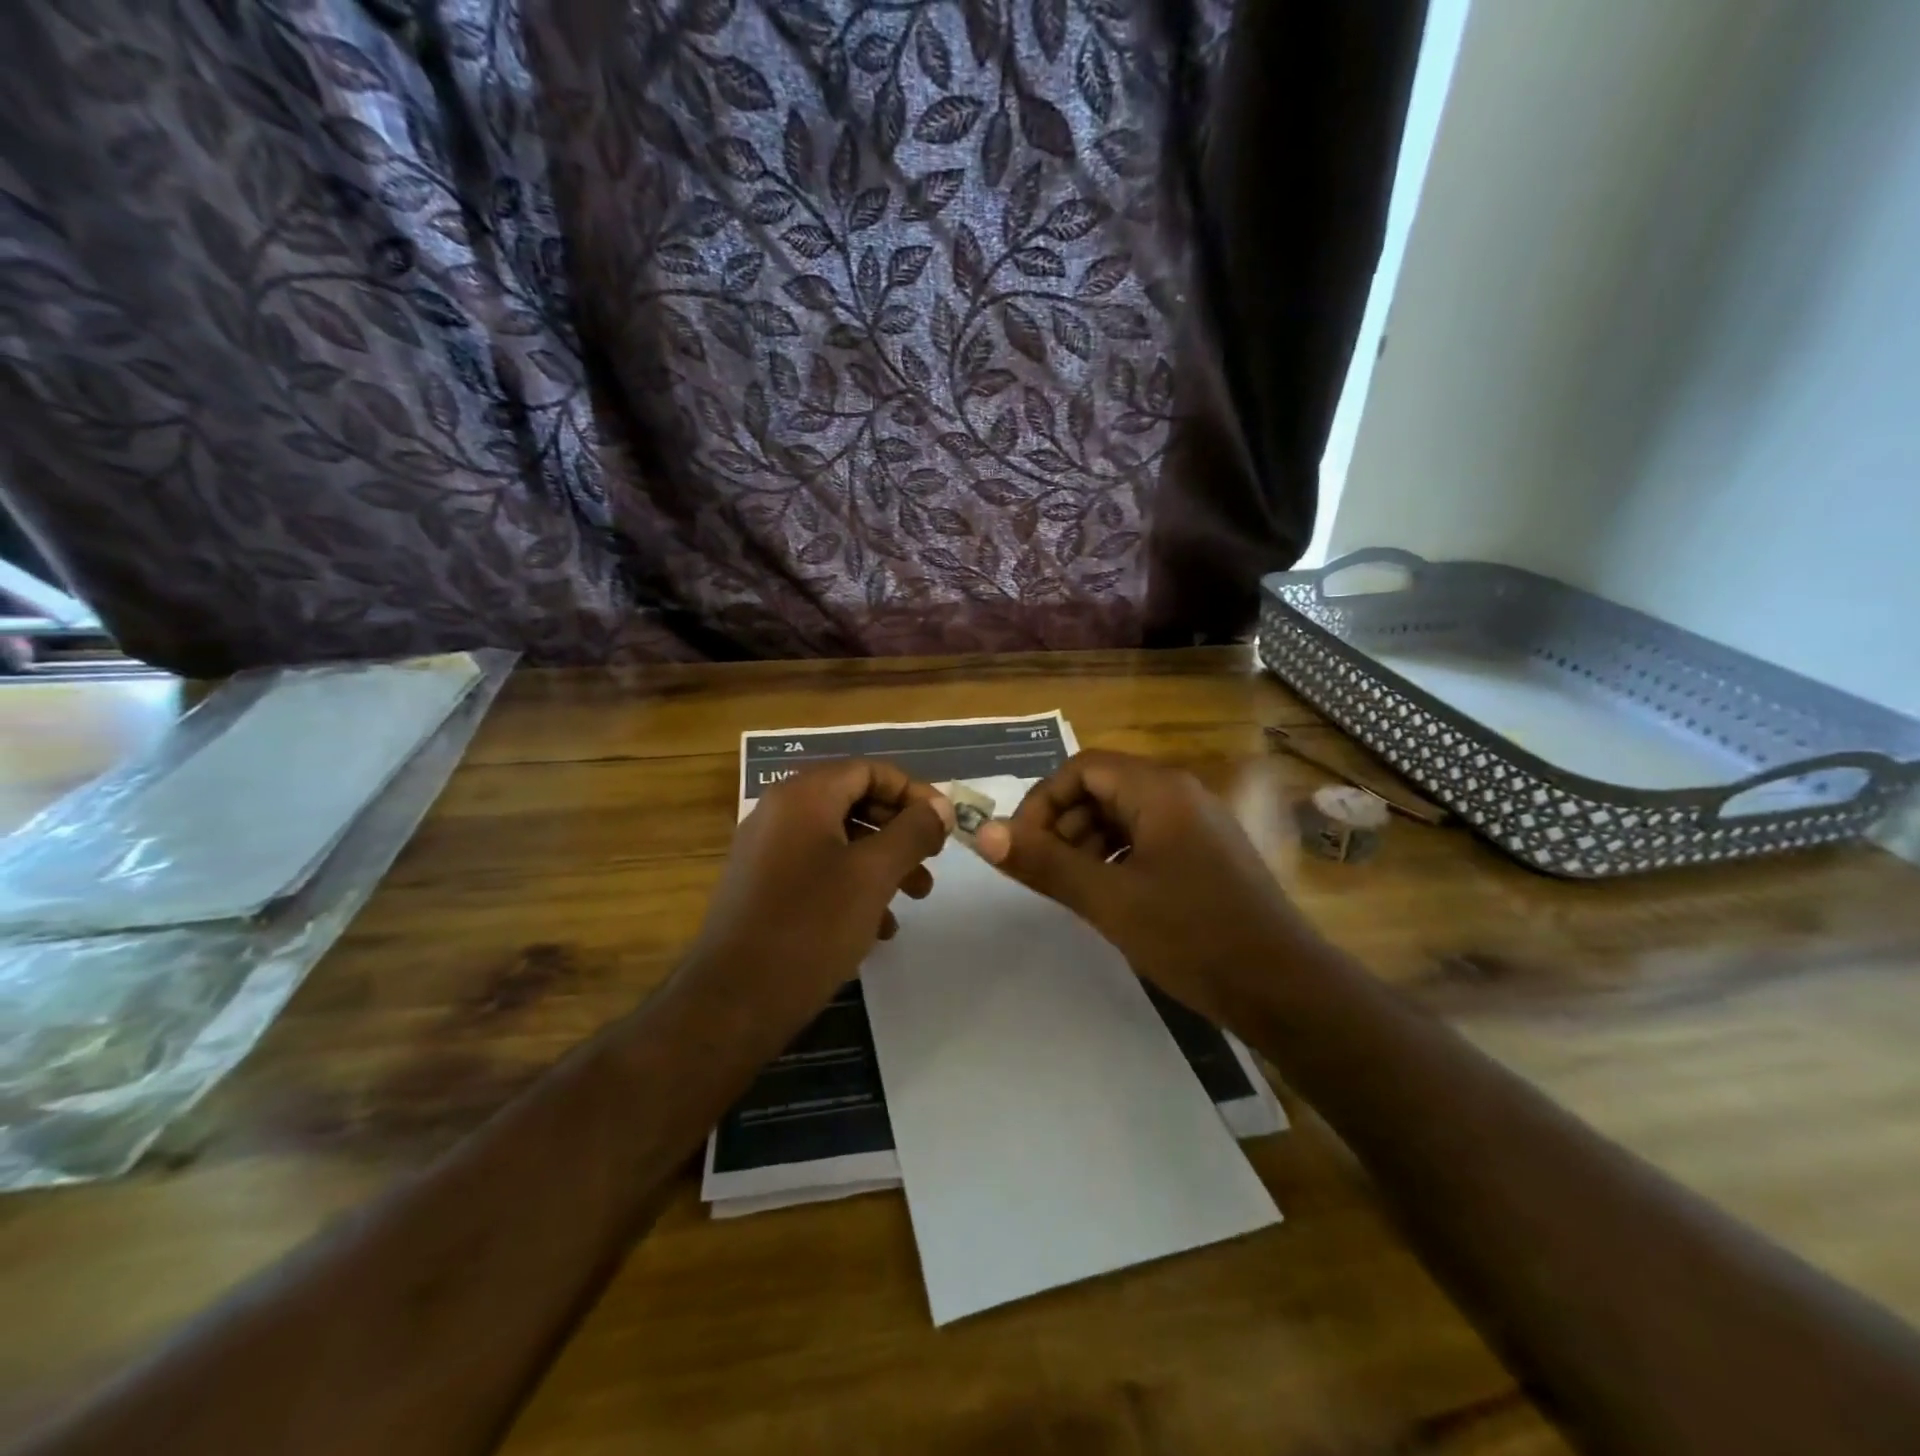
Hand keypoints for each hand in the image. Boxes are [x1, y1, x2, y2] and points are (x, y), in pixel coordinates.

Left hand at [682, 760, 953, 1025]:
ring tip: (916, 897)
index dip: (913, 791)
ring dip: (883, 862)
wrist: (732, 1002)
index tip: (943, 824)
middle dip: (901, 830)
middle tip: (933, 861)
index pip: (869, 769)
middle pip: (855, 801)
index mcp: (803, 796)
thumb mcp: (874, 874)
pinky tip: (878, 926)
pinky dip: (854, 886)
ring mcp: (767, 852)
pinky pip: (819, 870)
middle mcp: (780, 813)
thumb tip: (940, 806)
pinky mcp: (763, 888)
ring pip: (840, 840)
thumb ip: (913, 832)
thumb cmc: (811, 926)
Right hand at [974, 750, 1316, 1022]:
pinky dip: (1116, 858)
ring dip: (1087, 844)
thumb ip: (1045, 863)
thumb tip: (982, 834)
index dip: (1042, 801)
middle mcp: (1180, 794)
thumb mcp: (1109, 900)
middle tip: (1044, 872)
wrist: (1284, 988)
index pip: (1081, 768)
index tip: (1021, 846)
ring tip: (1072, 889)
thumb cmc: (1193, 936)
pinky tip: (1108, 896)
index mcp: (1159, 790)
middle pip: (1102, 788)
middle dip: (1063, 824)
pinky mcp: (1205, 854)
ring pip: (1123, 816)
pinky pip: (1146, 839)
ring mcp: (1197, 824)